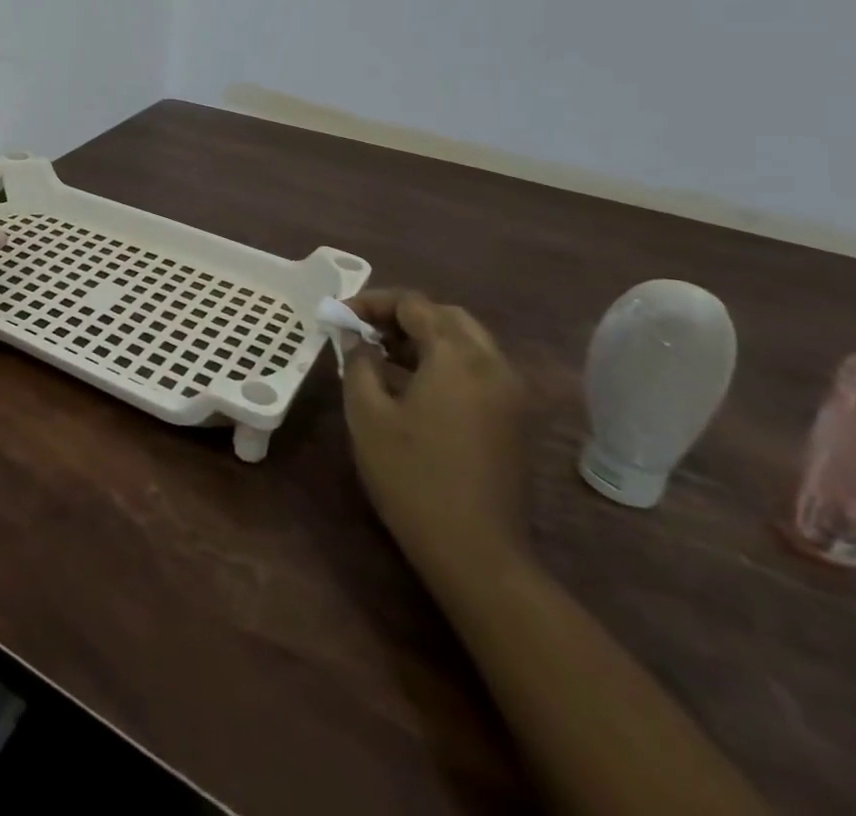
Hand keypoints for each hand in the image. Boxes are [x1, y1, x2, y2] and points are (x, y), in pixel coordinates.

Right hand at [342, 289, 530, 590]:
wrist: (477, 554)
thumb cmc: (412, 476)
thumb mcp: (367, 413)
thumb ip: (358, 362)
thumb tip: (355, 337)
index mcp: (459, 357)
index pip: (414, 304)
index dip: (373, 302)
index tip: (340, 315)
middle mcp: (493, 365)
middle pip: (446, 317)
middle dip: (403, 316)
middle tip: (364, 331)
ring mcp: (511, 394)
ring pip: (466, 342)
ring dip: (425, 338)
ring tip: (382, 355)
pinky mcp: (514, 420)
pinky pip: (478, 369)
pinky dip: (445, 362)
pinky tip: (412, 386)